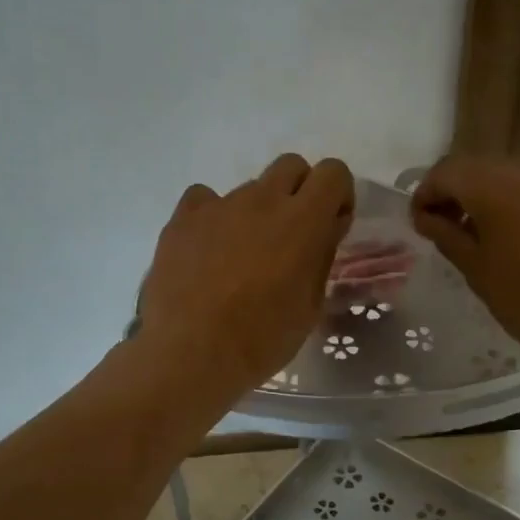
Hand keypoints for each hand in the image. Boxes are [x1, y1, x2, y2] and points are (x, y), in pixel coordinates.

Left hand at [138, 154, 355, 397]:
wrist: (191, 353)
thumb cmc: (261, 339)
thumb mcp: (309, 305)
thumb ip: (321, 256)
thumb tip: (324, 229)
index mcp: (303, 220)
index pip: (333, 172)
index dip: (337, 194)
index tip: (330, 225)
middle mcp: (262, 200)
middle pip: (291, 166)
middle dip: (299, 191)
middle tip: (291, 234)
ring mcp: (218, 205)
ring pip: (248, 188)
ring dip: (255, 211)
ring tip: (241, 256)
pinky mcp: (182, 218)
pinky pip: (204, 199)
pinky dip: (212, 217)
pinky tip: (208, 250)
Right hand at [411, 157, 519, 390]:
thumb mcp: (478, 273)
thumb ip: (447, 235)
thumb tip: (426, 215)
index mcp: (498, 186)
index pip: (447, 171)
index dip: (427, 192)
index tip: (423, 221)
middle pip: (487, 169)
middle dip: (465, 194)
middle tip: (458, 229)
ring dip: (506, 197)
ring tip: (507, 236)